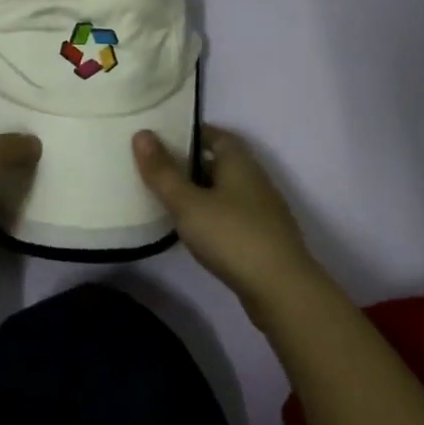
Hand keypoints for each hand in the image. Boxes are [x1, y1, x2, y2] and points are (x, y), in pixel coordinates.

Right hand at [133, 125, 317, 310]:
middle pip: (219, 162)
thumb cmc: (232, 236)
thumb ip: (163, 171)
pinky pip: (230, 216)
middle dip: (190, 163)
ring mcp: (261, 211)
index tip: (161, 137)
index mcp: (239, 163)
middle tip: (156, 167)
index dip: (190, 133)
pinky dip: (210, 215)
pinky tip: (192, 230)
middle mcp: (254, 180)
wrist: (282, 291)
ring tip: (166, 197)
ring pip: (224, 191)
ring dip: (199, 191)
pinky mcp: (262, 239)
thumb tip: (141, 133)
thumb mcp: (188, 203)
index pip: (215, 135)